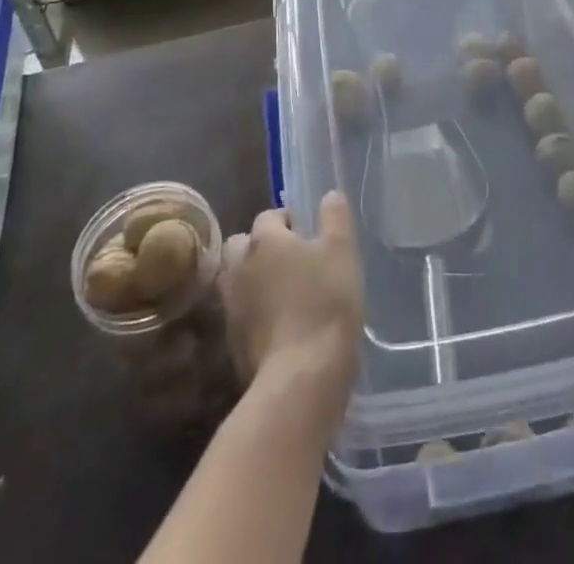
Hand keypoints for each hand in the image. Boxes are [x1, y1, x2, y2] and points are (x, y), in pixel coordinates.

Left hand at [220, 193, 363, 414]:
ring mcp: (231, 306)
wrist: (301, 378)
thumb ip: (335, 217)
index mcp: (264, 240)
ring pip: (236, 279)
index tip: (308, 235)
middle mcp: (239, 266)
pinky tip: (276, 324)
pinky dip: (253, 313)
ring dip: (252, 280)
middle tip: (289, 261)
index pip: (269, 216)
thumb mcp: (342, 252)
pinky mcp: (231, 342)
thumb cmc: (325, 304)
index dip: (288, 222)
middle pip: (241, 245)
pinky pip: (239, 314)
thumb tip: (329, 195)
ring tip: (281, 292)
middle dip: (260, 247)